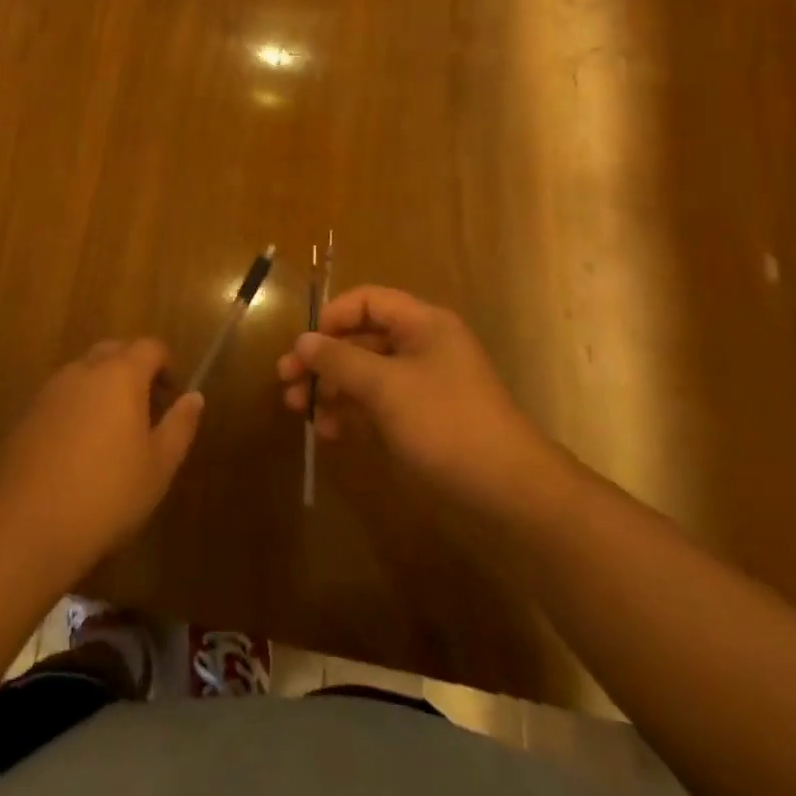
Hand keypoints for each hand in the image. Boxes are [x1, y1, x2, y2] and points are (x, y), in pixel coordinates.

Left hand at [0, 339, 202, 575]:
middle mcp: (83, 370)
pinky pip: (62, 395)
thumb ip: (180, 425)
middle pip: (114, 351)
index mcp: (120, 374)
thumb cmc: (108, 494)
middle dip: (134, 369)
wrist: (29, 525)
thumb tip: (194, 396)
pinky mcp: (27, 413)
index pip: (150, 347)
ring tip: (112, 431)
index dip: (166, 365)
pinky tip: (79, 447)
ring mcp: (51, 389)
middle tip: (145, 409)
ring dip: (103, 386)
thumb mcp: (159, 465)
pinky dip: (77, 406)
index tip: (171, 397)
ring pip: (84, 371)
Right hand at [276, 285, 558, 512]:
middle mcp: (422, 348)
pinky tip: (329, 433)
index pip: (368, 301)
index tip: (304, 345)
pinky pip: (376, 406)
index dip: (332, 316)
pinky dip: (351, 414)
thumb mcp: (386, 386)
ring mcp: (422, 387)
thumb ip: (339, 360)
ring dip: (330, 388)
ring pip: (364, 375)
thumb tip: (302, 341)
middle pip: (361, 339)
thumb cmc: (446, 423)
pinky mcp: (421, 422)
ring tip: (298, 410)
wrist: (510, 494)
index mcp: (423, 325)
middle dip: (322, 359)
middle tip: (285, 381)